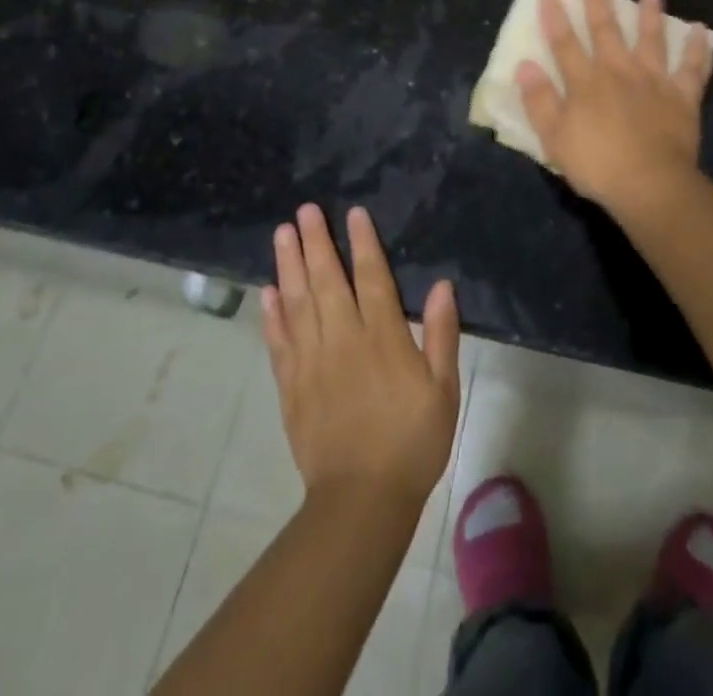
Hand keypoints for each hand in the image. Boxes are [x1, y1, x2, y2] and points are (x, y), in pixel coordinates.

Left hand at [262, 204, 460, 510]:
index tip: (353, 213)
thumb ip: (442, 335)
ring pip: (297, 303)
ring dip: (289, 265)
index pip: (371, 278)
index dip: (363, 243)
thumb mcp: (443, 390)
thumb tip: (442, 285)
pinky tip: (268, 291)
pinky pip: (279, 342)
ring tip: (282, 234)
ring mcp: (312, 362)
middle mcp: (343, 340)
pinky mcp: (291, 386)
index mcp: (383, 338)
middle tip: (304, 210)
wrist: (361, 501)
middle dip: (316, 242)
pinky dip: (272, 314)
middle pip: (326, 281)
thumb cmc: (412, 442)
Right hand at [514, 0, 712, 220]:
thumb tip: (524, 66)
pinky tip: (702, 29)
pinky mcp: (682, 96)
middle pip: (607, 31)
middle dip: (598, 1)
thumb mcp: (554, 138)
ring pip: (652, 39)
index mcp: (586, 83)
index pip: (565, 44)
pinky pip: (693, 68)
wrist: (649, 184)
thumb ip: (540, 100)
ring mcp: (654, 81)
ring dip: (651, 12)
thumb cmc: (597, 165)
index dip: (555, 18)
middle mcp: (619, 72)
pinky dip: (699, 48)